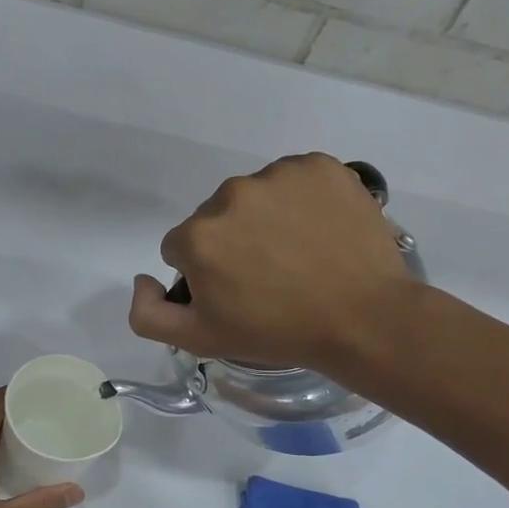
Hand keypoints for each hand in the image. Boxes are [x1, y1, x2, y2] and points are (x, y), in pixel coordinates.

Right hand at [128, 153, 413, 373]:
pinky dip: (301, 199)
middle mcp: (231, 195)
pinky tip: (319, 230)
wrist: (364, 319)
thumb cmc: (277, 332)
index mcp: (198, 235)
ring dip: (265, 218)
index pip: (181, 247)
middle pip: (216, 218)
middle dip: (232, 242)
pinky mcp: (320, 166)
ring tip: (297, 253)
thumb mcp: (199, 341)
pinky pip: (294, 179)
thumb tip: (143, 278)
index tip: (235, 293)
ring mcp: (279, 175)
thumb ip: (147, 314)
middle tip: (268, 276)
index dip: (204, 274)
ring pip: (254, 196)